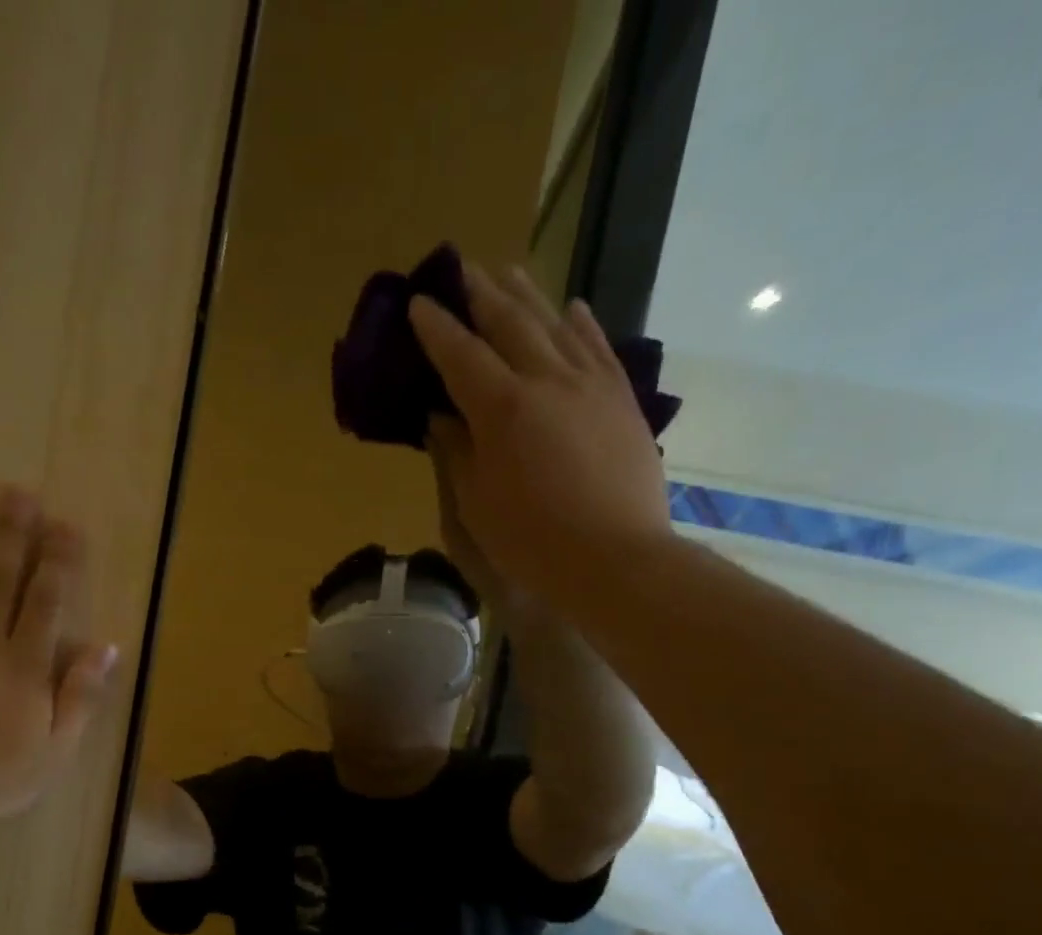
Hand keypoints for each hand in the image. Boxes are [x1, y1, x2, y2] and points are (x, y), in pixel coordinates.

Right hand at [408, 262, 672, 601]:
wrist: (615, 559)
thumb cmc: (532, 541)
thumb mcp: (477, 504)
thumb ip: (457, 452)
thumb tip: (441, 416)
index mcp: (502, 409)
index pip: (461, 355)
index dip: (437, 328)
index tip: (419, 302)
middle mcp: (547, 380)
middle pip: (509, 323)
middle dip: (480, 294)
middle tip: (462, 269)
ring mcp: (590, 384)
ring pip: (555, 324)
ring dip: (528, 295)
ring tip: (509, 273)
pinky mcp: (621, 399)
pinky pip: (598, 347)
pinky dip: (581, 323)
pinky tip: (573, 308)